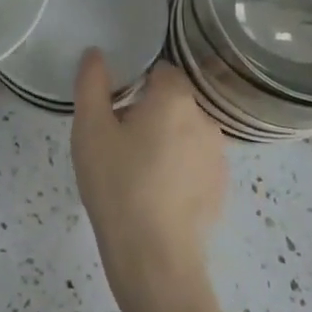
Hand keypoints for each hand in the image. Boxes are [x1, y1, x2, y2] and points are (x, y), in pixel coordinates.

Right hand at [72, 52, 226, 308]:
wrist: (154, 258)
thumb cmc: (118, 185)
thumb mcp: (90, 129)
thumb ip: (91, 84)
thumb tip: (96, 54)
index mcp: (175, 98)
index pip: (161, 70)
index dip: (136, 82)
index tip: (115, 107)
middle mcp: (205, 119)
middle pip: (173, 101)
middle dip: (148, 112)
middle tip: (118, 141)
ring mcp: (218, 156)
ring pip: (185, 132)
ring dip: (165, 140)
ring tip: (135, 170)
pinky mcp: (221, 187)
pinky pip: (195, 162)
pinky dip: (178, 168)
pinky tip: (156, 193)